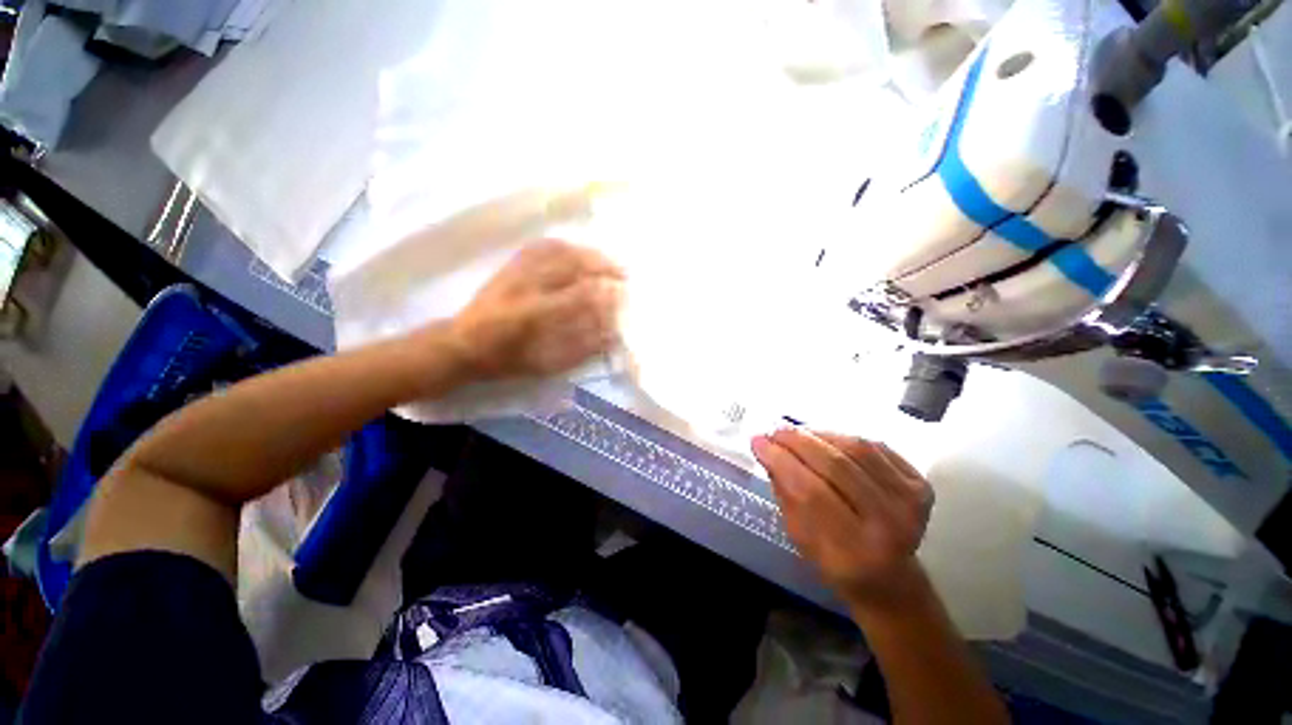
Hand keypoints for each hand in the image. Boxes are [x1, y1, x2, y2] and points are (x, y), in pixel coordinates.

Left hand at [449, 239, 624, 379]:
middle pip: (571, 263)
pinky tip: (576, 251)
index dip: (605, 294)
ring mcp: (516, 271)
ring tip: (606, 261)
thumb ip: (579, 349)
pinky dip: (563, 246)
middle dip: (602, 265)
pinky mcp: (509, 266)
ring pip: (558, 250)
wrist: (461, 344)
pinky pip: (539, 246)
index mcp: (534, 313)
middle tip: (622, 273)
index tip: (622, 295)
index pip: (579, 295)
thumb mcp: (545, 364)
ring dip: (587, 253)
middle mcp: (526, 285)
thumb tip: (610, 333)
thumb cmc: (504, 360)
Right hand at [752, 427, 933, 608]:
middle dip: (797, 441)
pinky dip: (844, 437)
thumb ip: (785, 492)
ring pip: (856, 449)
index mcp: (853, 552)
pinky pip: (875, 446)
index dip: (781, 461)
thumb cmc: (835, 562)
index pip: (810, 492)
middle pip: (835, 466)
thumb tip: (767, 448)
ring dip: (819, 435)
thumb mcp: (799, 537)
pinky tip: (825, 440)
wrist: (890, 578)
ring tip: (797, 433)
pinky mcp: (921, 485)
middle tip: (775, 431)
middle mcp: (889, 526)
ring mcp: (910, 503)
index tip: (758, 442)